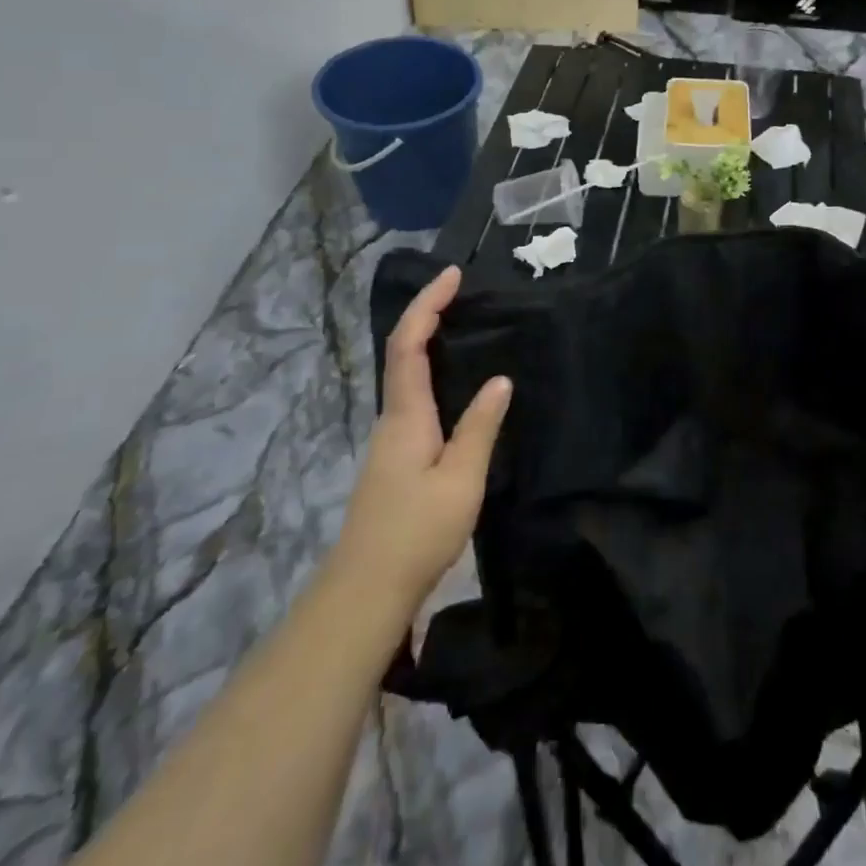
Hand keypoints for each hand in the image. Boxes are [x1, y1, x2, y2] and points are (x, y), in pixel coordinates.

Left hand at [336, 266, 511, 609]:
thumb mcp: (460, 480)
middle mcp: (392, 418)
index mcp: (406, 415)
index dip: (427, 305)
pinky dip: (431, 371)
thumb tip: (500, 380)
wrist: (365, 591)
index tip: (452, 275)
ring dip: (428, 341)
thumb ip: (479, 427)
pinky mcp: (396, 458)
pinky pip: (413, 397)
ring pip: (405, 375)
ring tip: (465, 325)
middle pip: (402, 352)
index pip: (408, 345)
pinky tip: (456, 382)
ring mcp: (390, 439)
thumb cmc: (416, 532)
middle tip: (462, 292)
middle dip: (427, 314)